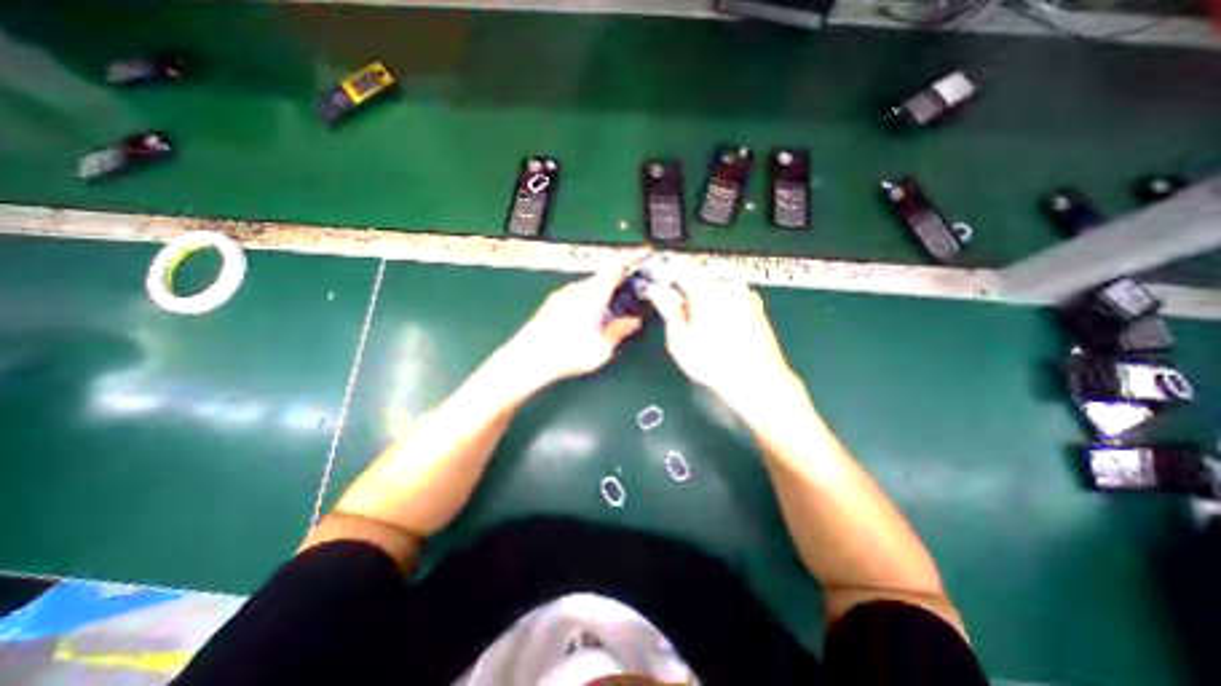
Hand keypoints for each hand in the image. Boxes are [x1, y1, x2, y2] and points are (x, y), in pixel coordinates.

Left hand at [500, 272, 641, 389]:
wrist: (527, 358)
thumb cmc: (569, 353)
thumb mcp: (602, 347)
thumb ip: (620, 330)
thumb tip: (634, 321)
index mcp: (594, 293)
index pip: (617, 266)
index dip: (632, 259)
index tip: (645, 255)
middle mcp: (578, 288)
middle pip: (603, 277)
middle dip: (618, 282)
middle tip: (629, 295)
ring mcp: (562, 294)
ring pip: (588, 287)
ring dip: (601, 293)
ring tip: (608, 312)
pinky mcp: (551, 304)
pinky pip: (576, 296)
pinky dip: (587, 301)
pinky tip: (586, 320)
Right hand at [648, 280, 803, 407]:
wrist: (757, 381)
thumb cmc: (712, 362)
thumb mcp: (680, 338)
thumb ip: (668, 309)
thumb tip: (657, 291)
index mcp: (706, 289)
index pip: (679, 270)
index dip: (664, 278)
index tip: (656, 288)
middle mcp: (728, 284)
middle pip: (699, 276)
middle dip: (686, 289)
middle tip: (678, 312)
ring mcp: (746, 293)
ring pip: (715, 286)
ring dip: (704, 297)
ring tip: (699, 324)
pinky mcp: (756, 305)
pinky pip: (730, 296)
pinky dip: (720, 304)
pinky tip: (718, 327)